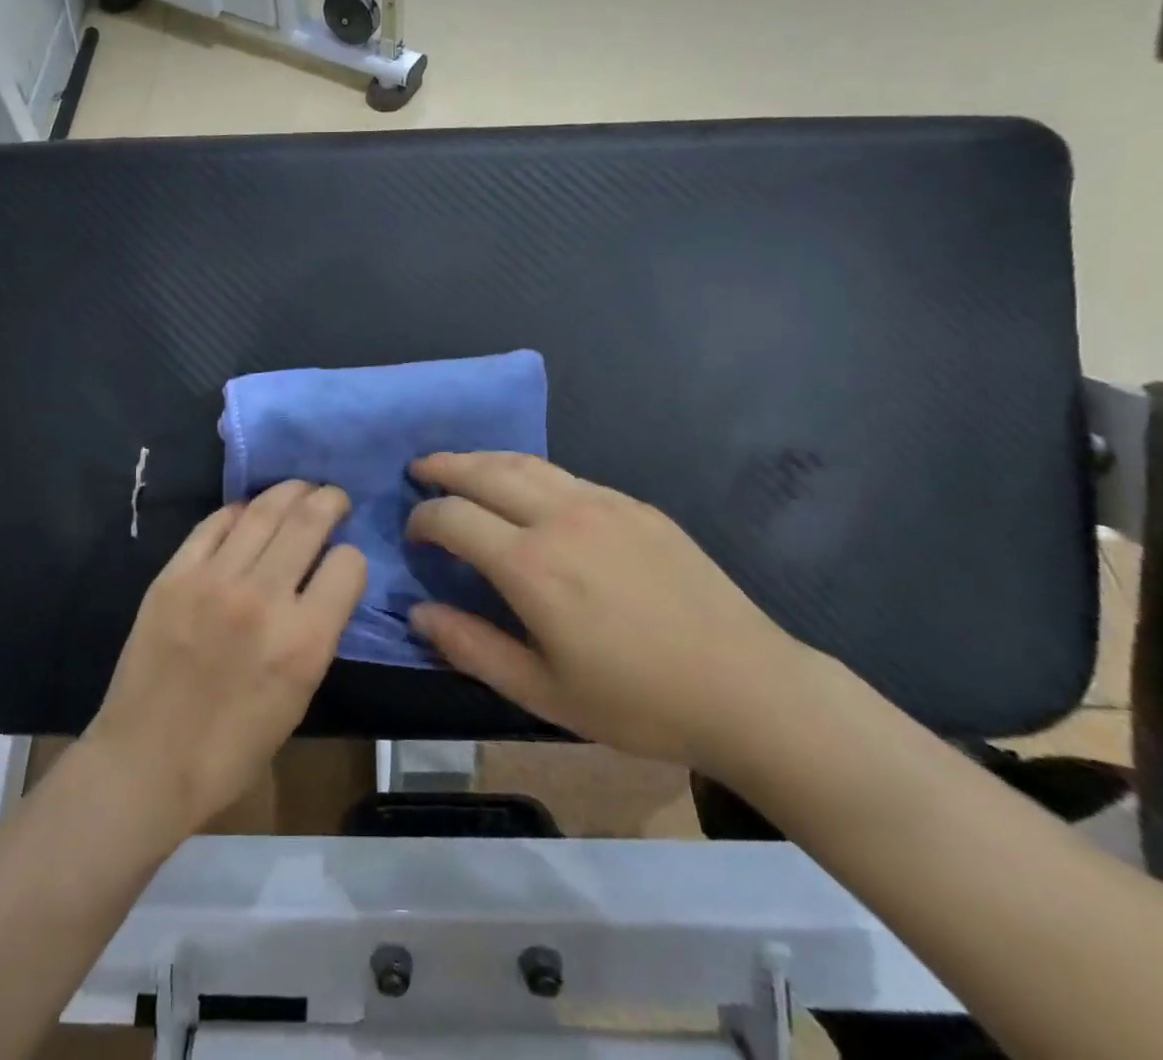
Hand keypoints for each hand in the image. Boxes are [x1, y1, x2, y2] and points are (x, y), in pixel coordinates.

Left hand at [83, 481, 366, 836]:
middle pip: (309, 520)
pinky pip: (215, 524)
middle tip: (335, 499)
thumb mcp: (299, 697)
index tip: (344, 562)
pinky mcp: (174, 575)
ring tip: (299, 490)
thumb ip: (317, 634)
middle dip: (331, 501)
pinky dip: (239, 511)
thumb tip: (321, 585)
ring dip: (290, 492)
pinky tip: (248, 512)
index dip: (352, 559)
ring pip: (263, 510)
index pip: (349, 564)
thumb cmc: (232, 749)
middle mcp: (263, 598)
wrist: (146, 763)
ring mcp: (214, 580)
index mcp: (304, 641)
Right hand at [406, 452, 805, 774]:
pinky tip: (527, 490)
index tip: (414, 535)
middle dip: (444, 467)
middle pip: (485, 472)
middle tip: (419, 470)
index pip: (454, 518)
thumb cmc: (637, 702)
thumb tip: (417, 612)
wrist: (747, 688)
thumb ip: (471, 647)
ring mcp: (602, 503)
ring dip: (484, 460)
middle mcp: (560, 518)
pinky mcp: (635, 505)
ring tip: (461, 466)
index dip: (424, 520)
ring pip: (526, 463)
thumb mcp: (543, 692)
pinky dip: (530, 472)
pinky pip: (567, 475)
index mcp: (531, 566)